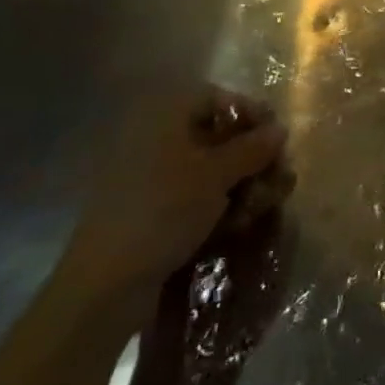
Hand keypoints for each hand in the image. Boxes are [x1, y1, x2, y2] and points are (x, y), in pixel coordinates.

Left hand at [61, 88, 289, 308]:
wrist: (104, 285)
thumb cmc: (164, 211)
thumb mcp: (217, 175)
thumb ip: (253, 148)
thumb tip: (280, 128)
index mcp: (166, 115)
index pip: (219, 99)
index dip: (252, 115)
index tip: (277, 141)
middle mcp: (156, 138)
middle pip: (218, 135)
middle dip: (252, 158)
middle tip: (277, 181)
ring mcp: (151, 176)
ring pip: (210, 169)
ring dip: (241, 185)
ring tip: (259, 209)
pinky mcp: (150, 210)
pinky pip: (193, 195)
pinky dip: (219, 205)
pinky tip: (237, 226)